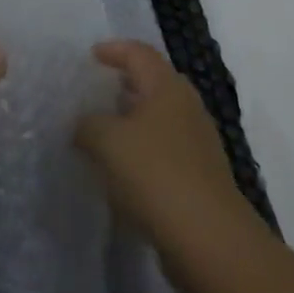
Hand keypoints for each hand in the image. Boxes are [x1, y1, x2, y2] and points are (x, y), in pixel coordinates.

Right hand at [74, 40, 247, 244]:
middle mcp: (187, 107)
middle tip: (95, 92)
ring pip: (159, 120)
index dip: (113, 50)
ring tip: (103, 134)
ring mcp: (198, 144)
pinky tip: (122, 173)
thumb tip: (83, 125)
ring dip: (132, 122)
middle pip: (152, 83)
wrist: (210, 242)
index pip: (139, 53)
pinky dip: (142, 153)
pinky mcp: (200, 179)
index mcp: (167, 87)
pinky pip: (164, 152)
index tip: (90, 57)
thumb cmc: (156, 174)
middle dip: (123, 85)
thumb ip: (87, 124)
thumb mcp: (107, 141)